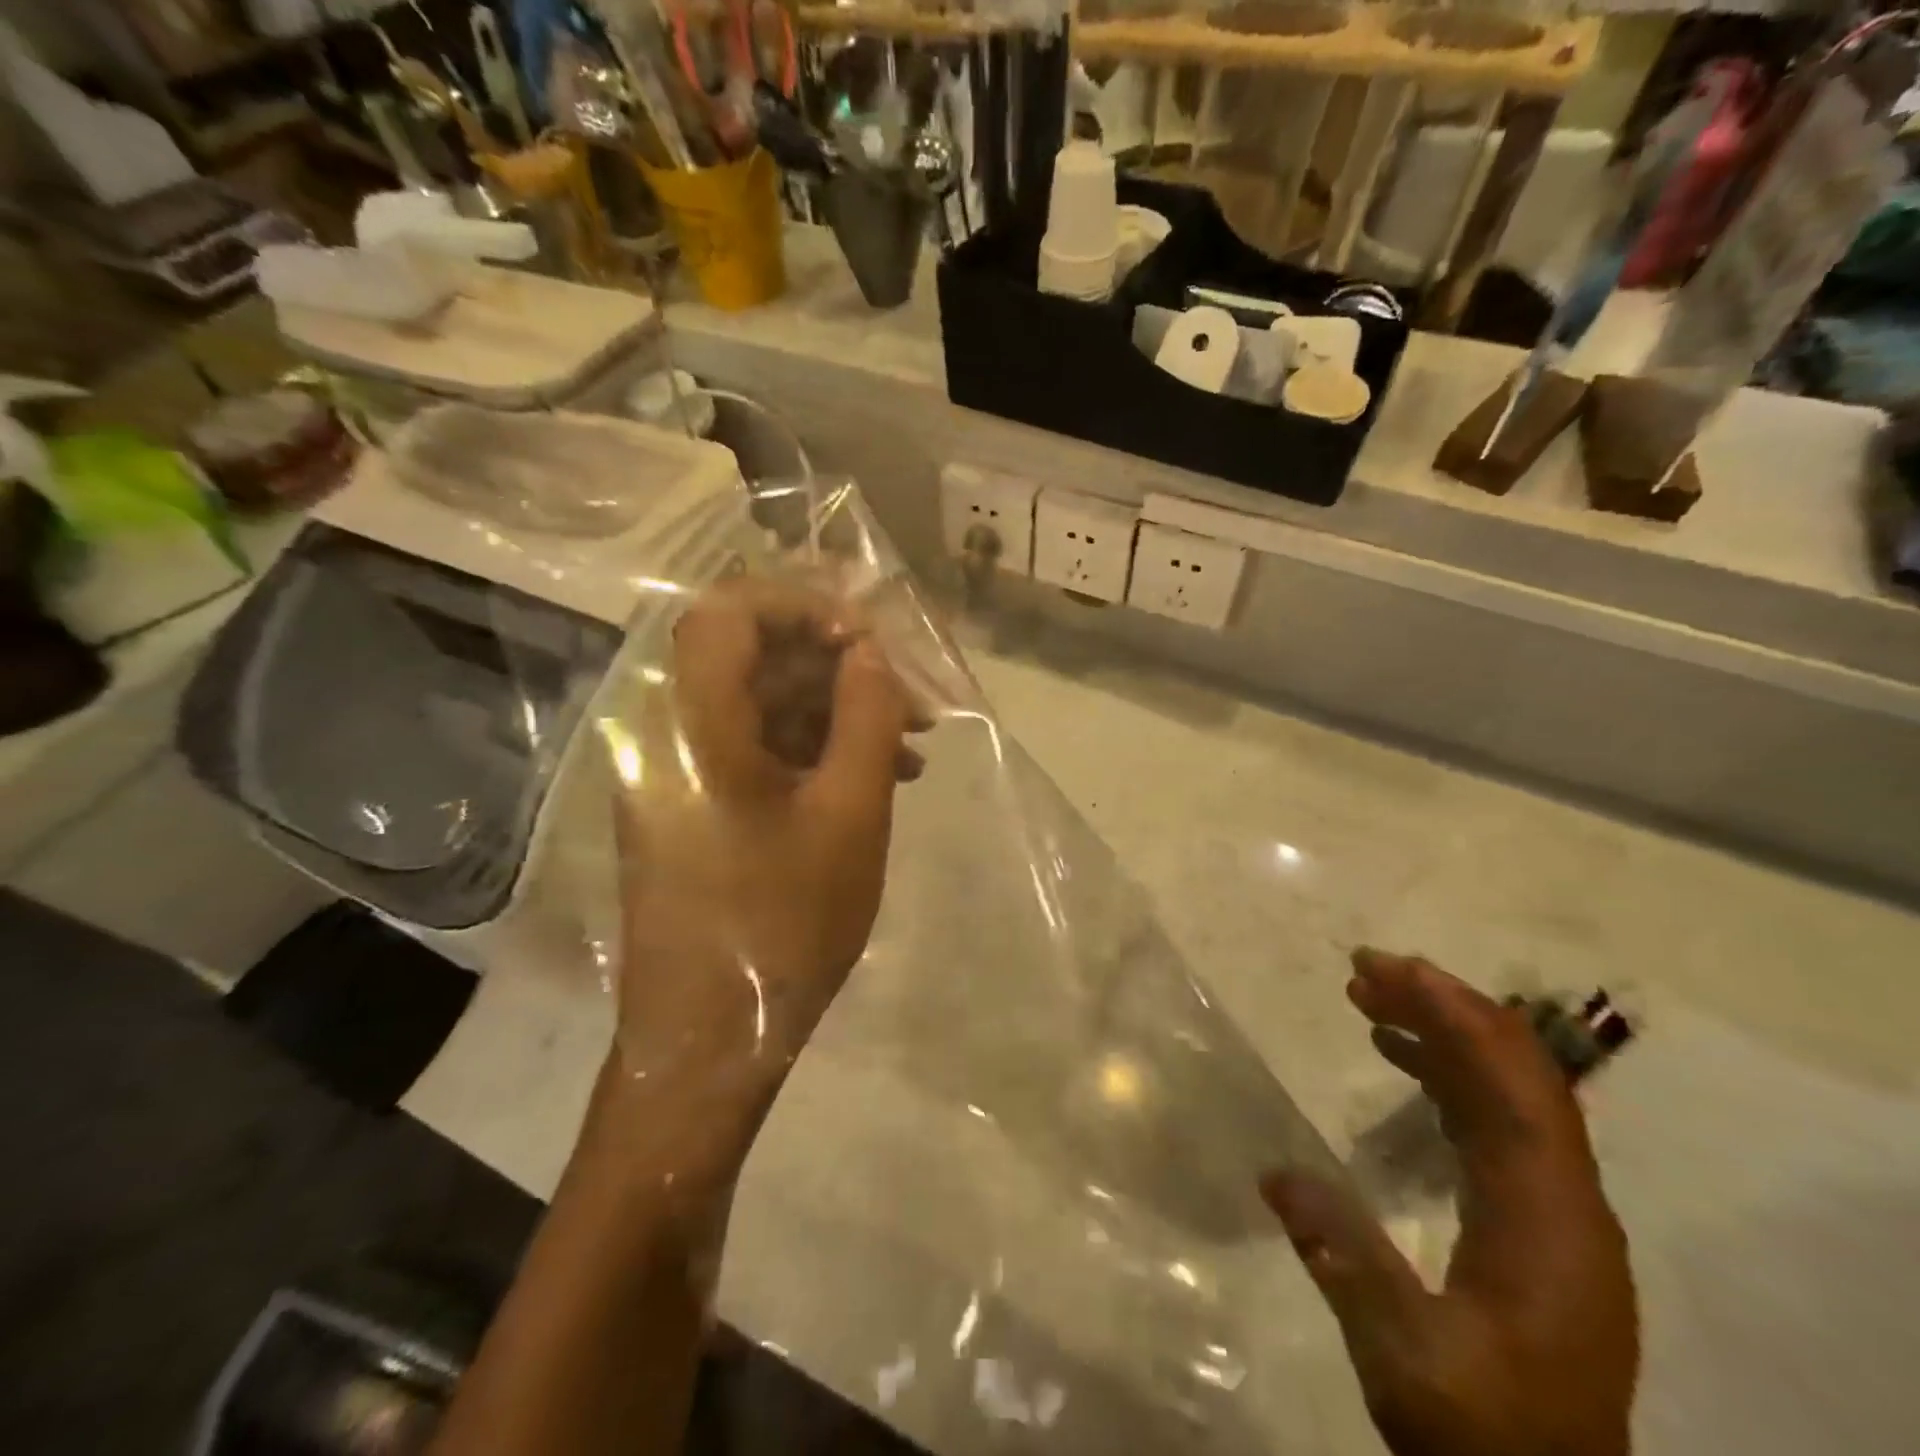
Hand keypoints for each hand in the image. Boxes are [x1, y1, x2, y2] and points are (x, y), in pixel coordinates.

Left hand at [608, 576, 919, 1134]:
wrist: (710, 1042)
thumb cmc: (782, 925)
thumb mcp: (850, 815)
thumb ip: (865, 715)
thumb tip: (870, 653)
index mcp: (691, 724)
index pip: (730, 611)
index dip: (804, 607)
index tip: (869, 642)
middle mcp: (667, 733)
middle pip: (751, 656)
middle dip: (838, 666)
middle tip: (910, 699)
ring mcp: (676, 773)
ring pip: (760, 704)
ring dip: (835, 713)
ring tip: (910, 750)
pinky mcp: (692, 806)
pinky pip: (755, 750)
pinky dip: (813, 752)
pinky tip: (875, 780)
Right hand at [1262, 949, 1637, 1455]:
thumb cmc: (1483, 1434)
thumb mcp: (1405, 1357)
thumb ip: (1345, 1259)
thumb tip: (1275, 1171)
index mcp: (1549, 1219)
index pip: (1513, 1086)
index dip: (1453, 1015)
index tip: (1385, 968)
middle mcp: (1567, 1201)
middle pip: (1518, 1074)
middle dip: (1444, 1008)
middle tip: (1365, 969)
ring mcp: (1556, 1212)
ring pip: (1508, 1092)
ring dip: (1444, 1035)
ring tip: (1370, 998)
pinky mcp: (1534, 1223)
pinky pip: (1496, 1121)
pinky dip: (1449, 1075)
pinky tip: (1400, 1059)